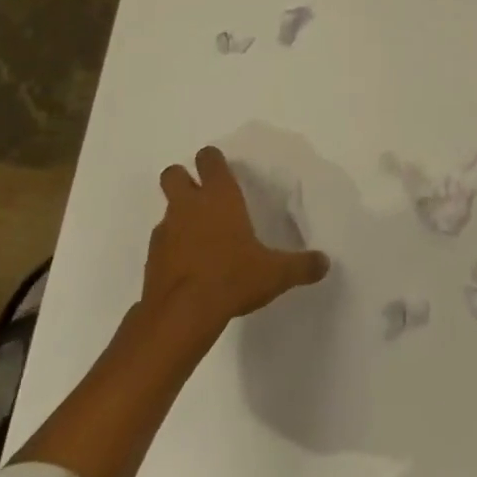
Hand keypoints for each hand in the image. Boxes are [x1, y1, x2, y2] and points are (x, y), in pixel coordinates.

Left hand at [143, 147, 330, 331]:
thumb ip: (301, 266)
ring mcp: (166, 232)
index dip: (213, 160)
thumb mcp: (275, 274)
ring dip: (179, 217)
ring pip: (167, 210)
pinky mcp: (152, 260)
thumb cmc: (231, 278)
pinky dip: (172, 249)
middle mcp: (189, 206)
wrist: (180, 317)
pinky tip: (189, 269)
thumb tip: (324, 263)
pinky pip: (162, 244)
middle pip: (173, 174)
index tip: (222, 169)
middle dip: (183, 179)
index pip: (209, 159)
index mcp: (219, 196)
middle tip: (201, 196)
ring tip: (201, 239)